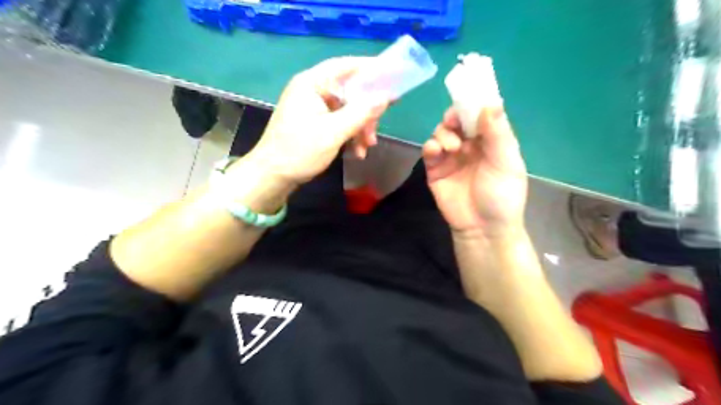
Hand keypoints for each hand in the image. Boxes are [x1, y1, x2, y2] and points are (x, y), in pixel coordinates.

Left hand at [238, 58, 391, 186]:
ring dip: (359, 127)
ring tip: (367, 147)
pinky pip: (338, 122)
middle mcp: (311, 90)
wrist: (272, 176)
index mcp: (311, 84)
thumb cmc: (300, 151)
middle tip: (376, 129)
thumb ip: (360, 113)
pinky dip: (349, 134)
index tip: (392, 76)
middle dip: (365, 112)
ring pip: (346, 110)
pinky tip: (357, 152)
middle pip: (348, 91)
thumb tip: (385, 97)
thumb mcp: (333, 132)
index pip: (345, 66)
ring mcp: (312, 107)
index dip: (370, 68)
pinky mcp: (313, 122)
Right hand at [424, 107, 527, 236]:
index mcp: (491, 141)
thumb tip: (490, 102)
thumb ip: (498, 134)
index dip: (473, 104)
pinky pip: (429, 151)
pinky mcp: (435, 170)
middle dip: (453, 118)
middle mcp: (470, 146)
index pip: (480, 115)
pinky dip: (430, 146)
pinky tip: (436, 152)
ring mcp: (451, 157)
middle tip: (453, 123)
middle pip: (458, 121)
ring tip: (451, 148)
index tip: (466, 99)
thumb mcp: (506, 163)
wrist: (483, 228)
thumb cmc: (502, 196)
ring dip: (443, 134)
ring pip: (441, 133)